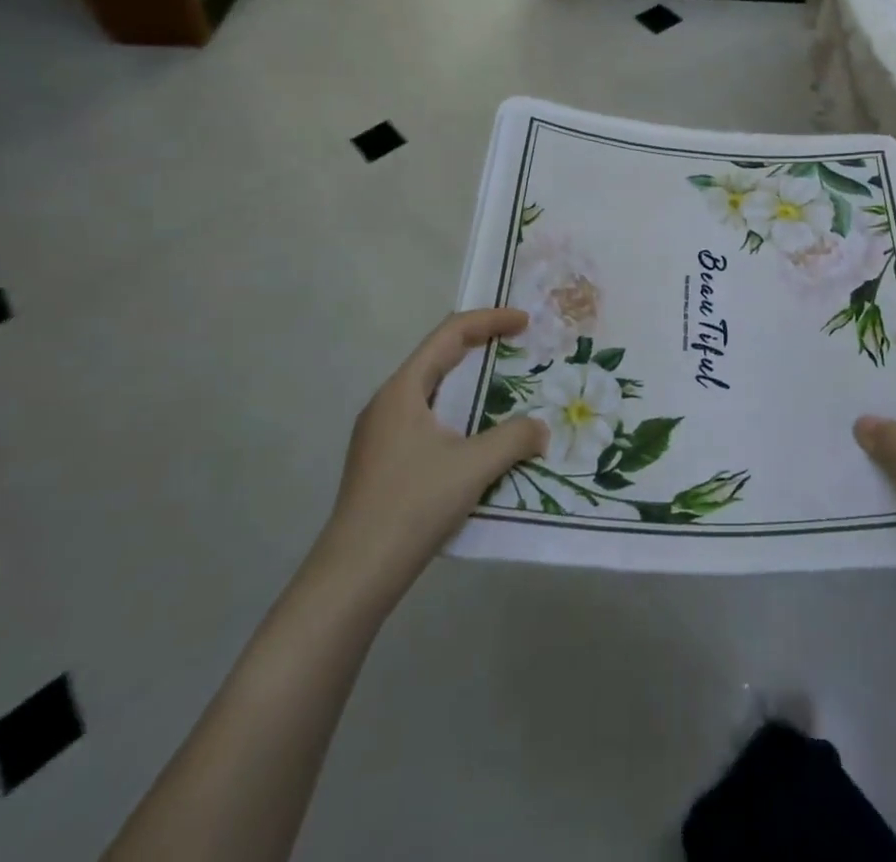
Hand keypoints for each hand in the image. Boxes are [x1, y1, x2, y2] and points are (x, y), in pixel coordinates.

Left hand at [316, 308, 547, 599]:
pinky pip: (427, 419)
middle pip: (438, 357)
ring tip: (505, 389)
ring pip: (432, 391)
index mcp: (403, 390)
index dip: (490, 320)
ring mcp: (381, 434)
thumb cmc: (412, 506)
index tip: (525, 322)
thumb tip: (540, 430)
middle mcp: (388, 403)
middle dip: (481, 346)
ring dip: (469, 383)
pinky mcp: (383, 461)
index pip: (450, 334)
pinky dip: (458, 413)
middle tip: (519, 348)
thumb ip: (514, 439)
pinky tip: (478, 438)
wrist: (354, 575)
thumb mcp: (473, 467)